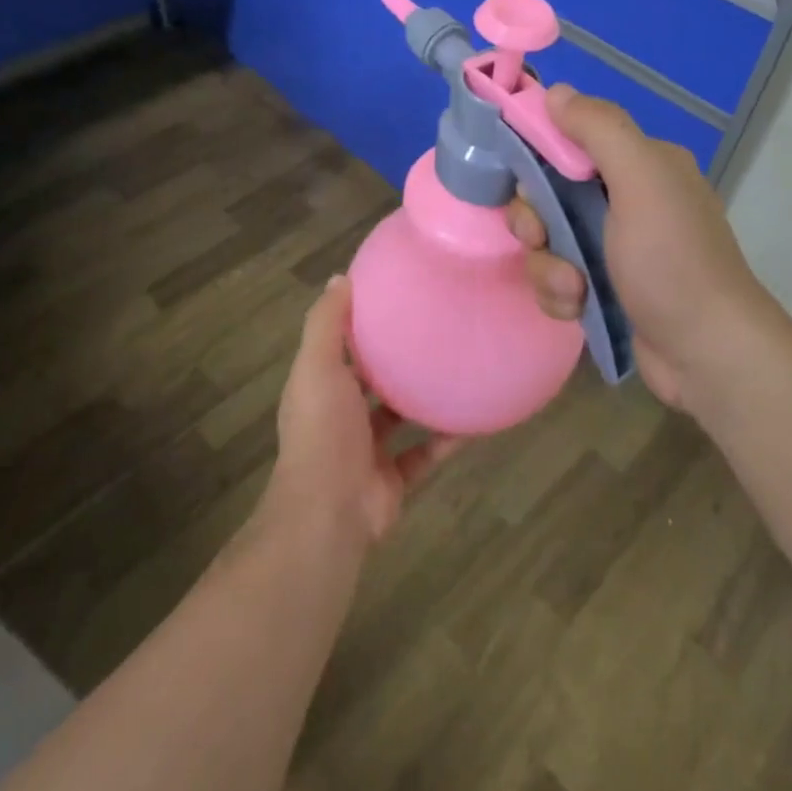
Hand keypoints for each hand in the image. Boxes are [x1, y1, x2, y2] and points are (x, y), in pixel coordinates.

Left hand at [263, 275, 461, 547]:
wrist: (329, 513)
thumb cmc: (322, 430)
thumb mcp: (317, 366)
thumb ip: (327, 324)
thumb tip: (340, 277)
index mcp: (320, 387)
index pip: (338, 348)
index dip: (359, 325)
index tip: (391, 298)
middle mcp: (341, 417)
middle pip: (369, 381)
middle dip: (393, 360)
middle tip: (432, 328)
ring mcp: (367, 451)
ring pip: (400, 418)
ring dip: (422, 398)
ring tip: (457, 366)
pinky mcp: (393, 479)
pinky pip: (425, 453)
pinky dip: (446, 439)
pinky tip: (474, 418)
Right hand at [508, 85, 791, 412]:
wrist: (707, 355)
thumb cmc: (673, 262)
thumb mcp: (641, 181)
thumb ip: (599, 129)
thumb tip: (556, 92)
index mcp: (641, 165)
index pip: (571, 142)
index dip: (539, 159)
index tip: (527, 185)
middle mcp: (628, 200)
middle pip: (549, 195)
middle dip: (536, 221)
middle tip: (541, 238)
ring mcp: (616, 248)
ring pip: (548, 242)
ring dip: (548, 266)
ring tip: (572, 288)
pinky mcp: (605, 289)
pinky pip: (558, 278)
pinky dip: (560, 294)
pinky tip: (576, 308)